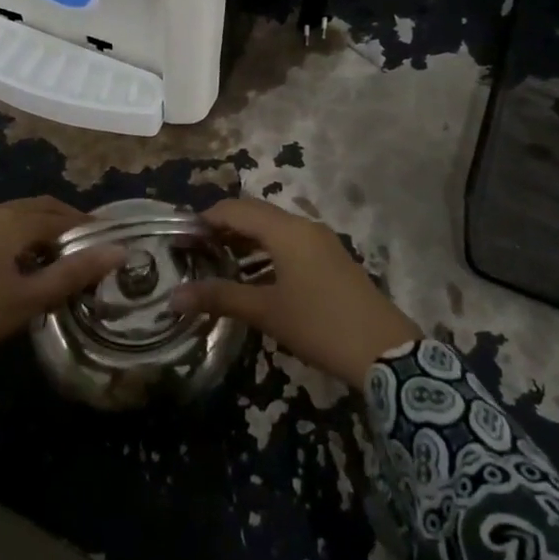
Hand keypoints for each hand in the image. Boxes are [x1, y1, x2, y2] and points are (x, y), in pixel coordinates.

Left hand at [0, 198, 121, 373]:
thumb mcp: (26, 301)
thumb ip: (73, 273)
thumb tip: (119, 251)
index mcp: (10, 221)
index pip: (61, 215)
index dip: (87, 228)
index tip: (105, 244)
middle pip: (34, 209)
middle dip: (61, 224)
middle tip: (81, 250)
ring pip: (8, 218)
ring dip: (32, 231)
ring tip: (46, 260)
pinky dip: (6, 238)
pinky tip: (3, 265)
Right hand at [171, 196, 420, 386]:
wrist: (384, 350)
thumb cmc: (319, 325)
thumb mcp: (266, 312)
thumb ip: (220, 298)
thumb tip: (174, 296)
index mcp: (286, 231)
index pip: (237, 209)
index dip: (207, 218)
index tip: (182, 236)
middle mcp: (304, 226)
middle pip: (256, 213)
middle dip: (225, 225)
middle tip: (197, 248)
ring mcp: (322, 241)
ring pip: (275, 227)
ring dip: (247, 238)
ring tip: (220, 260)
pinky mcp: (332, 257)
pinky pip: (291, 241)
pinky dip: (267, 249)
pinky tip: (256, 274)